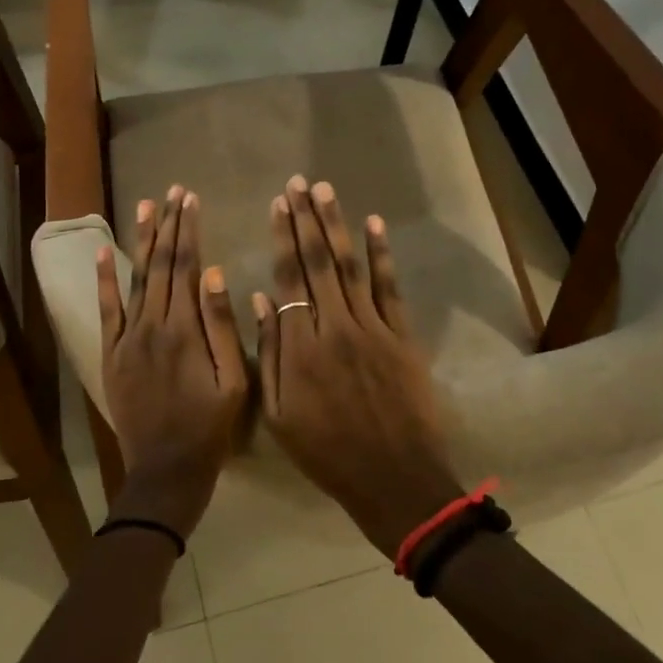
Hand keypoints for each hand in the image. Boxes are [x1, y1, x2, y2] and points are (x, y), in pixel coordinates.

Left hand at [97, 186, 248, 537]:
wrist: (165, 470)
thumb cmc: (210, 428)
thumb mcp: (234, 381)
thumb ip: (222, 326)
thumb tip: (214, 273)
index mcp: (184, 329)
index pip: (185, 266)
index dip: (189, 230)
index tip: (191, 199)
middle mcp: (151, 324)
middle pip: (160, 264)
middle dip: (168, 224)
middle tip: (173, 190)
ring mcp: (126, 338)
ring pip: (135, 278)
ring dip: (141, 240)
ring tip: (146, 205)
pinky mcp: (111, 353)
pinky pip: (107, 310)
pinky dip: (105, 279)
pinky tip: (106, 251)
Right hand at [254, 177, 464, 557]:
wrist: (394, 479)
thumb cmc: (327, 452)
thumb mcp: (279, 414)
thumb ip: (270, 354)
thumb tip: (260, 301)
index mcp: (301, 346)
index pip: (289, 278)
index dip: (282, 238)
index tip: (277, 204)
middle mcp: (335, 326)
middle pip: (317, 262)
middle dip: (306, 218)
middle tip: (298, 182)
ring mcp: (372, 328)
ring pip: (349, 266)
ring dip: (337, 225)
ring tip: (325, 190)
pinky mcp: (402, 336)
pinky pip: (389, 287)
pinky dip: (381, 254)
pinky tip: (373, 225)